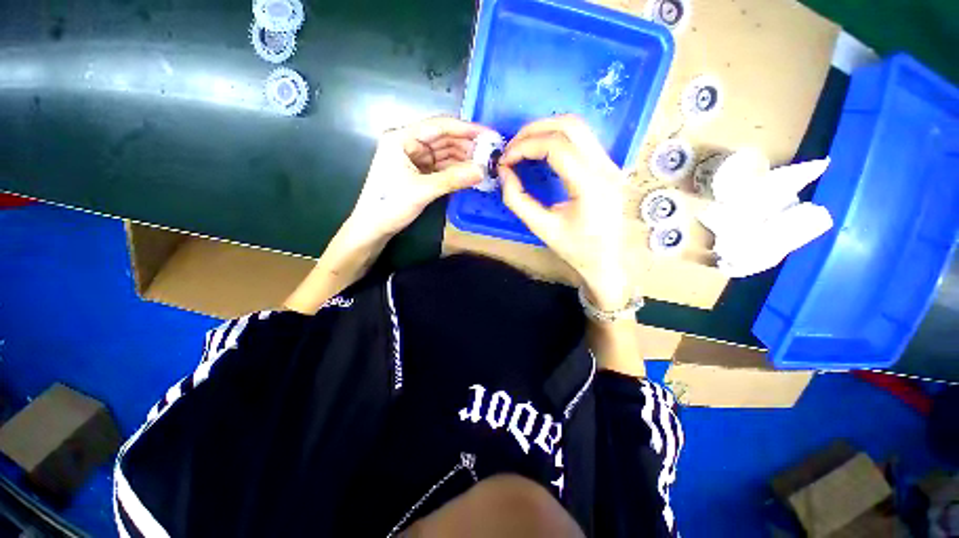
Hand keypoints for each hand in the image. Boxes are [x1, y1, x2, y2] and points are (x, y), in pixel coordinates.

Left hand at [347, 116, 490, 242]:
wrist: (373, 227)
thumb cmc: (390, 205)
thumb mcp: (422, 190)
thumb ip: (453, 179)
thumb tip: (482, 170)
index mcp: (402, 138)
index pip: (439, 126)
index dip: (466, 129)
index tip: (489, 134)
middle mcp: (408, 144)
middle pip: (443, 138)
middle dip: (467, 145)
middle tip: (491, 152)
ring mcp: (414, 159)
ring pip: (444, 154)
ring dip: (463, 158)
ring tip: (485, 163)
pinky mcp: (418, 173)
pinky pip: (441, 167)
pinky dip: (455, 170)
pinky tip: (471, 173)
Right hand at [499, 115, 634, 310]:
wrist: (606, 261)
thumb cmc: (575, 249)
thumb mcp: (541, 228)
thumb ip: (517, 200)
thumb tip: (504, 172)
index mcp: (591, 185)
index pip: (556, 146)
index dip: (525, 146)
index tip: (505, 160)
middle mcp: (606, 167)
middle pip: (569, 125)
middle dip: (533, 130)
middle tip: (511, 147)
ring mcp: (611, 164)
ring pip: (578, 126)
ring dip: (545, 130)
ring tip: (523, 147)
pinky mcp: (608, 166)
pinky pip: (581, 139)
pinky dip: (556, 138)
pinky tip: (541, 151)